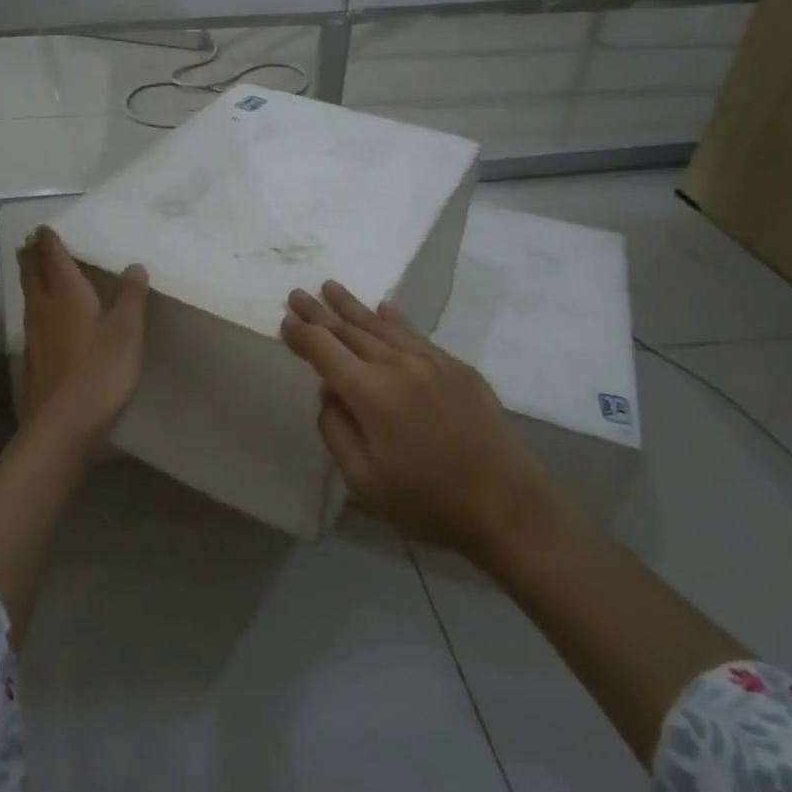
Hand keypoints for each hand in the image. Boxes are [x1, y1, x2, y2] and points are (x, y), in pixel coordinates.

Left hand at [18, 226, 149, 447]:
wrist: (62, 422)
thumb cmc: (100, 370)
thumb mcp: (127, 331)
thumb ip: (132, 297)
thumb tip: (134, 265)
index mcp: (67, 294)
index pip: (53, 258)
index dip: (49, 241)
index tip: (45, 228)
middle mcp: (44, 307)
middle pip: (32, 273)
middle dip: (32, 255)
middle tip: (32, 242)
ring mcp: (34, 333)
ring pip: (29, 295)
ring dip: (30, 276)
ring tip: (34, 268)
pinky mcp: (33, 356)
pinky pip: (31, 316)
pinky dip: (35, 303)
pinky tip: (43, 314)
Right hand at [280, 281, 552, 554]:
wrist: (507, 504)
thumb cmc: (427, 501)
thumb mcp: (364, 480)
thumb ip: (336, 430)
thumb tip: (329, 391)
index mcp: (371, 393)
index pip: (324, 351)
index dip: (301, 335)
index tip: (284, 321)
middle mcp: (398, 365)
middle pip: (349, 330)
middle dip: (319, 312)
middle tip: (297, 294)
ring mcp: (432, 362)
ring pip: (381, 325)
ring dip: (352, 306)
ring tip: (330, 287)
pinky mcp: (457, 368)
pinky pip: (415, 334)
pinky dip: (393, 320)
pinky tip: (383, 308)